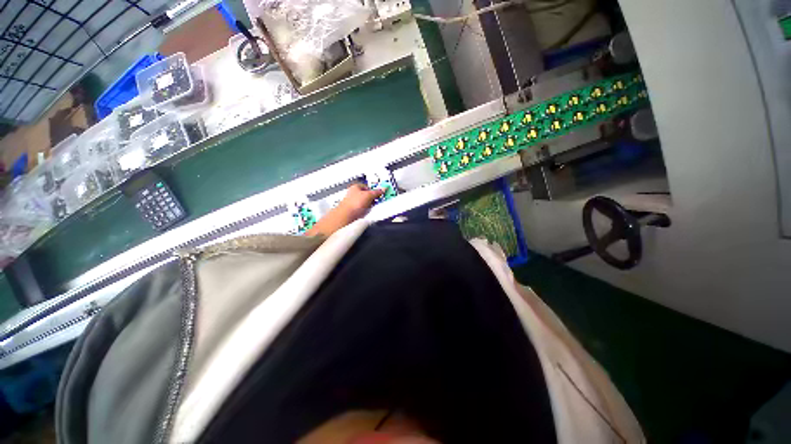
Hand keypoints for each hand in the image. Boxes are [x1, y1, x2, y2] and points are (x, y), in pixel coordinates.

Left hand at [306, 183, 382, 236]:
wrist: (346, 216)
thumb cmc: (355, 203)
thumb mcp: (369, 195)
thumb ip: (376, 192)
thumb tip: (383, 189)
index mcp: (356, 187)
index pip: (367, 186)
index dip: (373, 189)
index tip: (379, 194)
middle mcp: (353, 194)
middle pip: (366, 195)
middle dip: (372, 198)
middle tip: (377, 201)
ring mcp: (353, 203)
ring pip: (365, 203)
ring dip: (370, 205)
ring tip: (372, 208)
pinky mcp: (354, 211)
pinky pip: (363, 209)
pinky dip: (366, 210)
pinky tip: (368, 212)